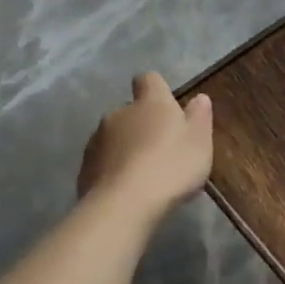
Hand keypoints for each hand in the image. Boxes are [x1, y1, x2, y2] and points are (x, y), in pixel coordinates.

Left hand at [77, 73, 212, 217]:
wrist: (125, 204)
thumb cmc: (171, 166)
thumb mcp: (200, 142)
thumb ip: (199, 117)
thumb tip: (199, 98)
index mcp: (150, 103)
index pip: (149, 80)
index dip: (157, 89)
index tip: (168, 106)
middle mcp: (119, 113)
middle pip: (131, 110)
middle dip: (142, 124)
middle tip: (162, 148)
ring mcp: (97, 140)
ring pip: (114, 136)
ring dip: (126, 146)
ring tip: (144, 173)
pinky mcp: (84, 167)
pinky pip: (103, 161)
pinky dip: (114, 169)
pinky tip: (127, 189)